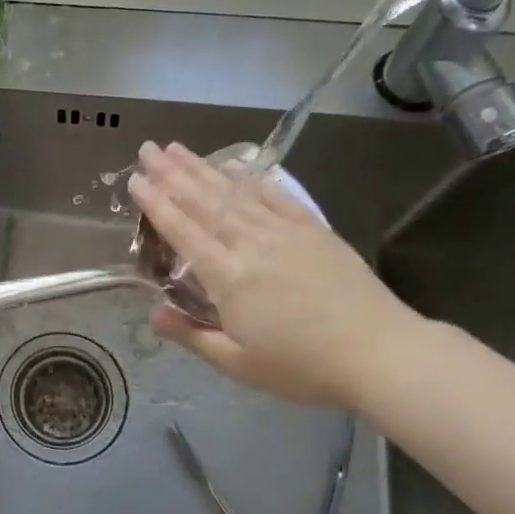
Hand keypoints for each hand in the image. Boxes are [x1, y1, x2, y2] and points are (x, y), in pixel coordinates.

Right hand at [128, 142, 426, 408]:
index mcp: (228, 277)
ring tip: (176, 148)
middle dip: (171, 173)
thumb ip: (192, 336)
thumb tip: (151, 313)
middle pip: (204, 202)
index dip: (156, 204)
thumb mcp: (239, 364)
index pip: (183, 231)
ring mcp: (284, 232)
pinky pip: (274, 196)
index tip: (134, 180)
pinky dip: (251, 179)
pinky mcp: (312, 229)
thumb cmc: (303, 366)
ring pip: (234, 193)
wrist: (380, 353)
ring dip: (202, 168)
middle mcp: (251, 244)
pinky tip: (233, 165)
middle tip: (147, 148)